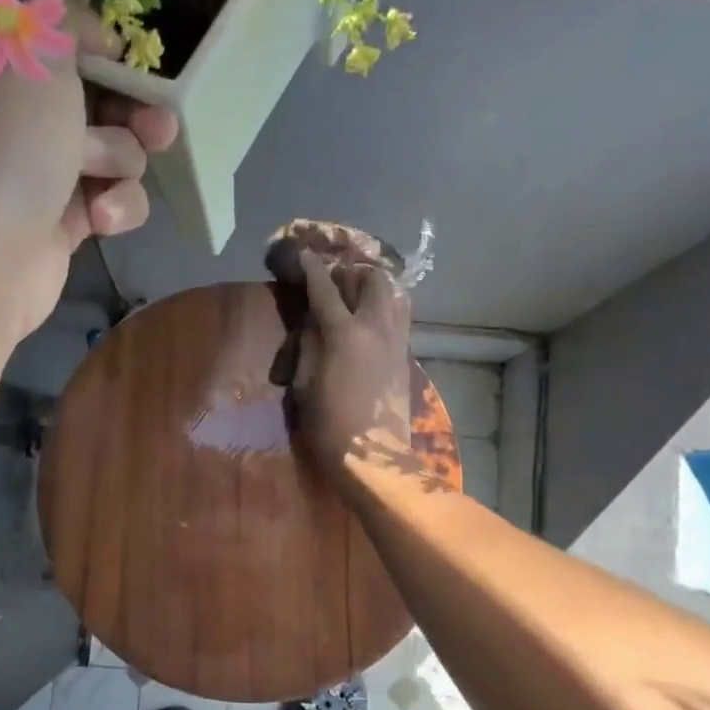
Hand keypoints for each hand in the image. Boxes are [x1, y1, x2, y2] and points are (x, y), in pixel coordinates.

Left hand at [0, 0, 178, 342]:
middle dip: (132, 111)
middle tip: (157, 125)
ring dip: (122, 162)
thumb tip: (96, 38)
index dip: (100, 49)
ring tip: (103, 177)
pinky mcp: (65, 221)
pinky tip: (101, 220)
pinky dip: (116, 207)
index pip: (62, 38)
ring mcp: (44, 170)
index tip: (121, 62)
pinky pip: (114, 200)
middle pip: (100, 97)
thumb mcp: (35, 49)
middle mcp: (20, 113)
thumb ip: (68, 19)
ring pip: (116, 151)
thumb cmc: (8, 143)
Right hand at [288, 249, 412, 478]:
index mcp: (344, 334)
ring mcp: (396, 341)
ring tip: (357, 298)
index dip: (312, 268)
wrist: (372, 456)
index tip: (303, 253)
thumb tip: (313, 324)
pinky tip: (370, 324)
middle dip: (353, 273)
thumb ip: (308, 346)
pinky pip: (399, 319)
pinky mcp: (405, 357)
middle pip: (373, 280)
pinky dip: (385, 310)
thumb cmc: (328, 424)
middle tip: (335, 281)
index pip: (325, 289)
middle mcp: (375, 328)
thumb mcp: (304, 384)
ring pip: (394, 296)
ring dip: (375, 289)